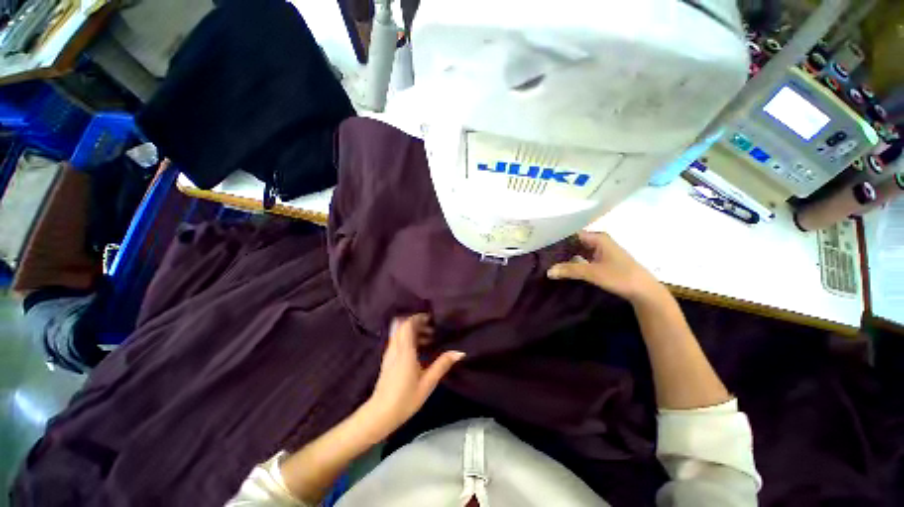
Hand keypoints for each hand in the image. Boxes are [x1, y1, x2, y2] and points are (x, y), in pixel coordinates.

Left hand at [363, 314, 464, 434]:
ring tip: (428, 339)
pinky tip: (418, 349)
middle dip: (417, 323)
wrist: (380, 414)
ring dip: (412, 331)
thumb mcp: (428, 383)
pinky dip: (407, 338)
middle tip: (432, 328)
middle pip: (402, 326)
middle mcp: (395, 348)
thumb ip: (442, 365)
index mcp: (405, 351)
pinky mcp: (387, 360)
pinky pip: (397, 340)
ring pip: (399, 333)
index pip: (407, 324)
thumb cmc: (405, 398)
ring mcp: (389, 353)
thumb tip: (459, 352)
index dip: (418, 318)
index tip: (431, 319)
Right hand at [547, 231, 660, 302]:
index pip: (572, 234)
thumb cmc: (620, 276)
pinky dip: (574, 262)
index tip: (543, 244)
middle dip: (560, 248)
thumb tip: (548, 271)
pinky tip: (563, 267)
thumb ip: (569, 270)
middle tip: (542, 254)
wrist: (644, 291)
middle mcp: (598, 241)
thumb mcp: (592, 273)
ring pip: (578, 251)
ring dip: (566, 256)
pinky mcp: (602, 261)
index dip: (558, 238)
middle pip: (574, 242)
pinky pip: (583, 258)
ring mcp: (600, 252)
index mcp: (598, 238)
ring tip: (548, 260)